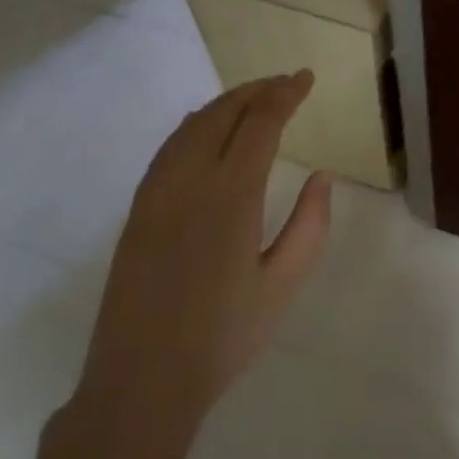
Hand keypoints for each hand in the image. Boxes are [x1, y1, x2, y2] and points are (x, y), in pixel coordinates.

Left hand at [39, 72, 331, 458]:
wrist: (143, 379)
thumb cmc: (225, 337)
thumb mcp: (284, 284)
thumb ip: (310, 225)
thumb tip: (320, 177)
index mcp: (231, 196)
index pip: (260, 123)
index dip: (284, 94)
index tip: (305, 78)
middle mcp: (189, 181)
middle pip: (222, 114)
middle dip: (256, 91)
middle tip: (284, 83)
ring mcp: (155, 193)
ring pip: (190, 126)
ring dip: (223, 104)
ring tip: (252, 99)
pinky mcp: (137, 211)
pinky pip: (168, 149)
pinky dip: (194, 126)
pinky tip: (205, 132)